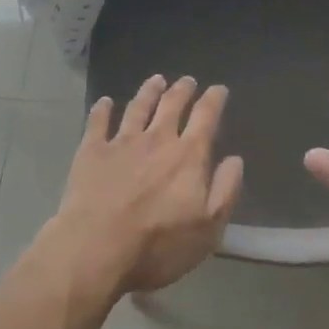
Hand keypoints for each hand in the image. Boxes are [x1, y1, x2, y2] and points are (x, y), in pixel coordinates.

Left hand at [46, 75, 243, 297]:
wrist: (97, 248)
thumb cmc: (158, 245)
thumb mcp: (208, 229)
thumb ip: (225, 190)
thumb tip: (235, 159)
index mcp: (188, 156)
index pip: (205, 117)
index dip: (214, 100)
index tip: (219, 89)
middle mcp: (157, 138)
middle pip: (172, 104)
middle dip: (182, 89)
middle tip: (187, 80)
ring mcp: (122, 141)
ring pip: (138, 106)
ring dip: (149, 91)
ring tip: (156, 80)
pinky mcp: (93, 150)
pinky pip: (98, 121)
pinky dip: (103, 109)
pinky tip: (105, 101)